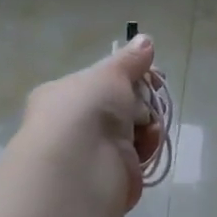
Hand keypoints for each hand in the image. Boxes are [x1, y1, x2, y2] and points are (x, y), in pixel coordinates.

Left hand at [16, 35, 162, 210]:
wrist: (81, 167)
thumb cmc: (88, 110)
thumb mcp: (110, 75)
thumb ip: (129, 60)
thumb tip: (145, 40)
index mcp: (63, 95)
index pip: (100, 82)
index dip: (128, 77)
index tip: (151, 73)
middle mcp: (74, 124)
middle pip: (119, 107)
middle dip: (140, 102)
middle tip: (152, 97)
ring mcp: (93, 152)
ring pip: (131, 132)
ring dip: (147, 125)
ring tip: (149, 124)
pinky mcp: (112, 176)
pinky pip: (137, 156)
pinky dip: (147, 148)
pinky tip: (148, 143)